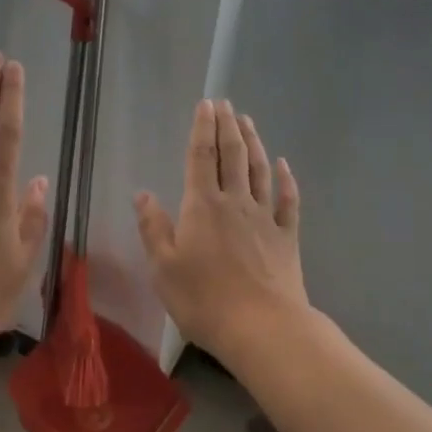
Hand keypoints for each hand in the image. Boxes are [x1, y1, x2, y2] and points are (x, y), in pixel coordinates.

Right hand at [135, 99, 305, 355]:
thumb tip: (143, 194)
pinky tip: (284, 165)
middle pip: (233, 156)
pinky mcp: (287, 238)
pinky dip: (287, 180)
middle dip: (228, 127)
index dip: (202, 129)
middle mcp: (235, 203)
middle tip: (226, 104)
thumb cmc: (203, 299)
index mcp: (202, 206)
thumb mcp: (163, 267)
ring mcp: (265, 219)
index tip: (206, 104)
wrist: (261, 327)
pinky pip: (288, 202)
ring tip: (248, 122)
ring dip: (254, 144)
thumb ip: (153, 228)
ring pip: (260, 171)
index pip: (201, 157)